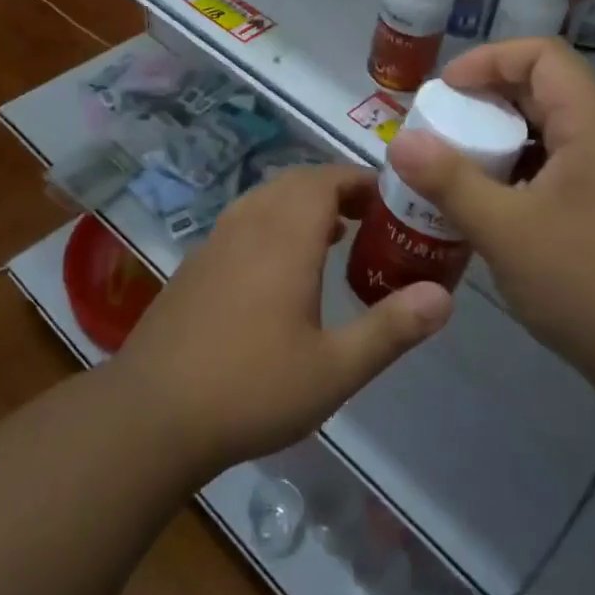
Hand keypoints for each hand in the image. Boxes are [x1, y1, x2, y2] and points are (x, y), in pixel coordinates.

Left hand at [111, 165, 452, 478]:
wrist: (151, 414)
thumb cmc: (250, 388)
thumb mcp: (334, 369)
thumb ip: (391, 329)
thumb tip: (444, 296)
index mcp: (283, 238)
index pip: (325, 180)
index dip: (359, 180)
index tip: (390, 200)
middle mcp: (247, 226)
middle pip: (295, 183)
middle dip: (335, 190)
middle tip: (370, 219)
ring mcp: (214, 243)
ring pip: (265, 200)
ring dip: (302, 205)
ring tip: (334, 237)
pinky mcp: (194, 267)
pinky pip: (242, 223)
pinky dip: (272, 224)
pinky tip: (281, 272)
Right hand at [387, 39, 594, 383]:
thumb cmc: (590, 284)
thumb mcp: (507, 231)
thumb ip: (450, 182)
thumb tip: (401, 142)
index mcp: (594, 125)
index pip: (541, 56)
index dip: (488, 61)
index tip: (443, 93)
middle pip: (544, 92)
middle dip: (486, 104)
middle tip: (439, 133)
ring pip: (551, 136)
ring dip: (501, 144)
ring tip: (456, 172)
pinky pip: (560, 172)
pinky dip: (521, 176)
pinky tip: (493, 212)